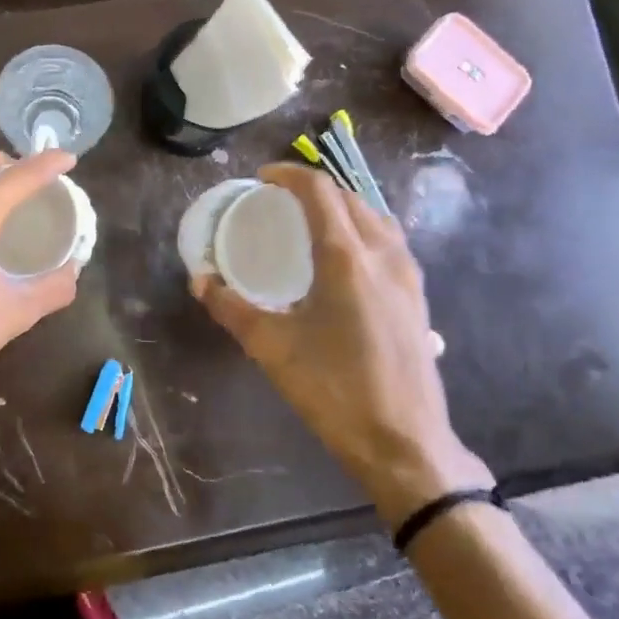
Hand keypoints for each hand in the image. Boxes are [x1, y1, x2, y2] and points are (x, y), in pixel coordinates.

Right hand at [192, 163, 492, 524]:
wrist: (404, 443)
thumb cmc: (334, 390)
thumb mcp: (272, 347)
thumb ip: (232, 308)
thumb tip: (201, 281)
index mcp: (347, 257)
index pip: (320, 192)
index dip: (289, 176)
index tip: (262, 178)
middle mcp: (383, 254)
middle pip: (350, 197)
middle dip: (314, 188)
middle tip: (280, 199)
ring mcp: (407, 275)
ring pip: (375, 216)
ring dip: (342, 205)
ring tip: (312, 219)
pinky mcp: (418, 296)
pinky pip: (389, 240)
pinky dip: (363, 228)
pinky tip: (346, 256)